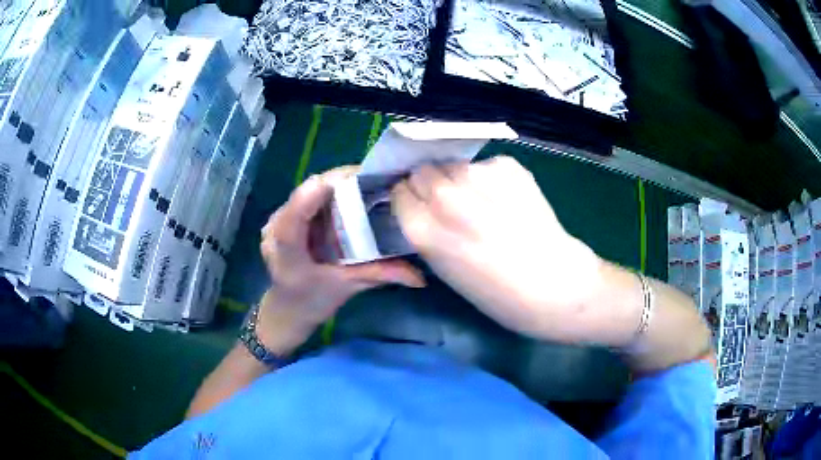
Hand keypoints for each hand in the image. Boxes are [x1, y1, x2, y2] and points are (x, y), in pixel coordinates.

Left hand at [257, 166, 425, 353]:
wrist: (286, 309)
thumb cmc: (311, 302)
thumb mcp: (346, 287)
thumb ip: (379, 275)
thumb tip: (420, 278)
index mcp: (287, 251)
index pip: (295, 216)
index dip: (319, 193)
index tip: (355, 180)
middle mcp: (275, 228)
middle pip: (306, 192)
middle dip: (341, 181)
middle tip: (376, 180)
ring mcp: (276, 220)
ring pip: (307, 189)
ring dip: (337, 184)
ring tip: (367, 183)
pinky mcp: (282, 217)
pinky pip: (307, 196)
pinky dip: (330, 192)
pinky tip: (350, 195)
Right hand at [391, 156, 611, 343]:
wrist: (553, 285)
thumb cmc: (496, 292)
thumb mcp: (443, 267)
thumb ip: (426, 230)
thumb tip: (421, 203)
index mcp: (421, 228)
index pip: (399, 190)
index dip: (411, 198)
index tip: (422, 206)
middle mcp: (444, 196)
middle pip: (422, 170)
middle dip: (431, 184)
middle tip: (453, 203)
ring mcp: (477, 176)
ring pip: (454, 165)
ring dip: (461, 179)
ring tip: (486, 202)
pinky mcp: (507, 166)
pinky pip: (485, 165)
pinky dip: (491, 178)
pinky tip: (508, 200)